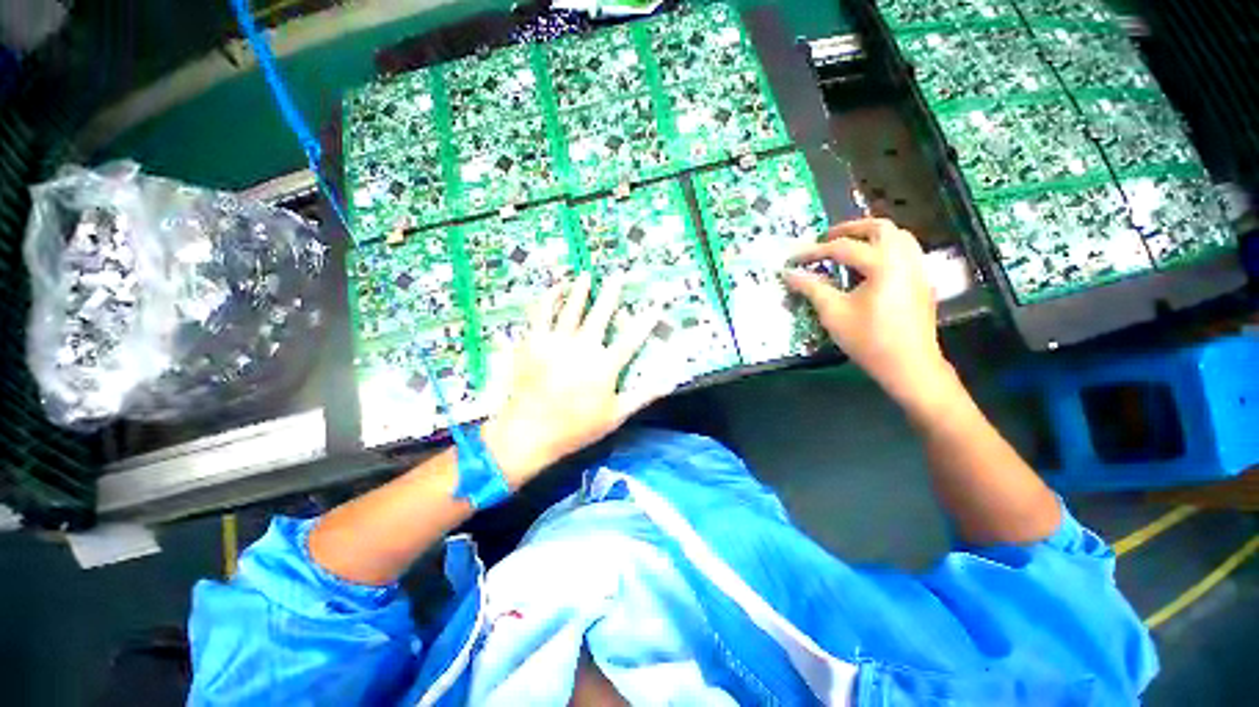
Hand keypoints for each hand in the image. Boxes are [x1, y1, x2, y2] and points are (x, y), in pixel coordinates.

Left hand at [481, 272, 667, 486]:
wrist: (530, 431)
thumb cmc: (576, 427)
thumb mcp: (615, 415)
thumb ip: (642, 396)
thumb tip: (668, 384)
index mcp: (604, 365)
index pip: (631, 338)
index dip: (645, 321)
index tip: (656, 305)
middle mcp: (583, 347)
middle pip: (600, 314)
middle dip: (611, 293)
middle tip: (617, 276)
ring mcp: (557, 342)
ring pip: (571, 308)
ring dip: (580, 290)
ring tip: (586, 275)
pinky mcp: (534, 342)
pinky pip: (542, 313)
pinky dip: (549, 299)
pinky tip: (554, 289)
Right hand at [784, 218, 957, 414]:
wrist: (909, 365)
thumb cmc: (868, 339)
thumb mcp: (833, 313)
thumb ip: (811, 288)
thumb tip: (789, 274)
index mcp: (883, 264)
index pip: (844, 248)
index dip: (815, 251)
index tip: (795, 259)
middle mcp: (905, 259)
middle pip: (880, 227)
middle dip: (851, 228)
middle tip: (827, 238)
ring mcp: (918, 269)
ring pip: (898, 236)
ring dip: (871, 235)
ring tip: (848, 247)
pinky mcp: (921, 281)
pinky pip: (905, 251)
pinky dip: (885, 248)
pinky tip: (870, 266)